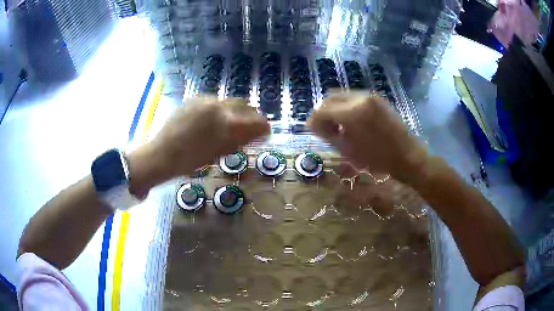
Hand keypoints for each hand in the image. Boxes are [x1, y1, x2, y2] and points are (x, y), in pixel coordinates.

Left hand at [129, 96, 269, 196]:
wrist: (162, 153)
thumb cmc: (190, 161)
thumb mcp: (219, 153)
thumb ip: (239, 140)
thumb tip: (255, 133)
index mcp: (227, 124)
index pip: (257, 121)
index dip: (264, 127)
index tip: (265, 132)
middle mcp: (219, 106)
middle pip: (246, 105)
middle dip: (252, 116)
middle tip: (251, 127)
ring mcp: (206, 100)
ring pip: (230, 101)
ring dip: (236, 111)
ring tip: (232, 123)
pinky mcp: (195, 98)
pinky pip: (215, 100)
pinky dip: (220, 109)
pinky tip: (213, 120)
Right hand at [308, 92, 427, 183]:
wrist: (407, 156)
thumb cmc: (378, 159)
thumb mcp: (349, 150)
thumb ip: (328, 135)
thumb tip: (315, 126)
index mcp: (353, 112)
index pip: (322, 110)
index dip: (313, 120)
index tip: (311, 130)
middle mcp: (360, 98)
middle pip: (331, 97)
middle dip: (322, 111)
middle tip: (322, 127)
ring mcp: (370, 96)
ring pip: (342, 95)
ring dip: (334, 108)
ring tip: (336, 125)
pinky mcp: (377, 99)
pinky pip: (354, 98)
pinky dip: (346, 106)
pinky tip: (350, 121)